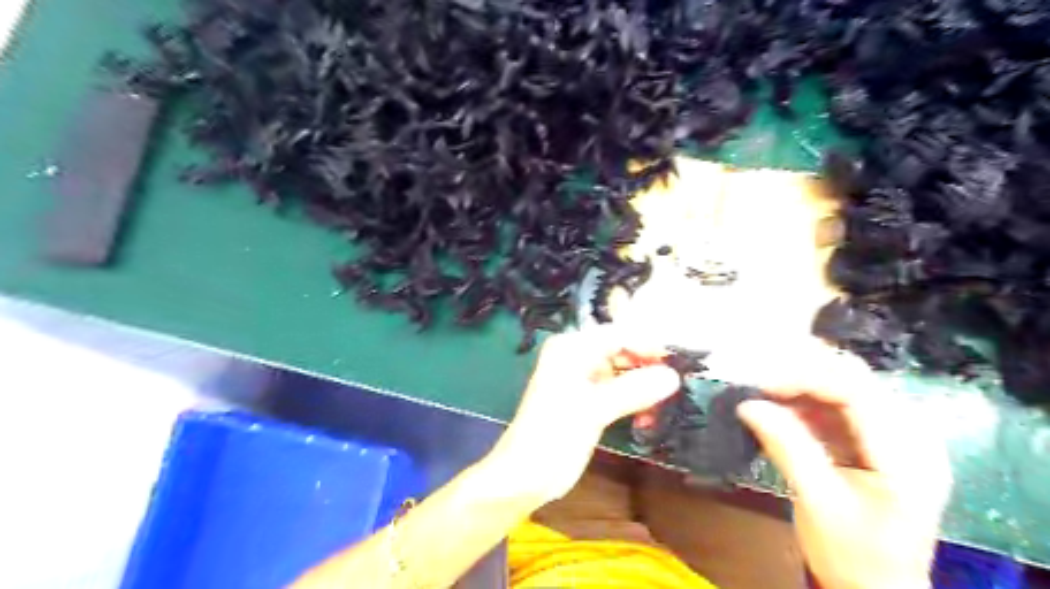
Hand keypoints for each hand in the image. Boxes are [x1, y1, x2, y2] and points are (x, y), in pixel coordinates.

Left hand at [490, 328, 681, 501]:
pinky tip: (646, 418)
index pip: (618, 335)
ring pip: (622, 372)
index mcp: (571, 348)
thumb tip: (674, 376)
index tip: (679, 362)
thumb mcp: (593, 410)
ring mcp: (581, 378)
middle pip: (622, 351)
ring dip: (643, 387)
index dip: (648, 346)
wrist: (524, 476)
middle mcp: (576, 356)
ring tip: (661, 407)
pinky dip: (633, 400)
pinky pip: (617, 390)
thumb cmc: (552, 436)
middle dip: (647, 367)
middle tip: (675, 387)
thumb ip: (633, 390)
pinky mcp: (587, 399)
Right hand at [737, 345, 953, 588]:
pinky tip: (779, 402)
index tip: (763, 385)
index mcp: (907, 456)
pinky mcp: (875, 438)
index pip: (858, 392)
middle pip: (855, 379)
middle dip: (803, 371)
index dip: (807, 378)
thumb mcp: (817, 503)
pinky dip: (805, 398)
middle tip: (759, 378)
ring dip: (801, 382)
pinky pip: (838, 403)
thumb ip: (787, 448)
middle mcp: (910, 435)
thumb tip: (747, 405)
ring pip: (845, 384)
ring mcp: (894, 435)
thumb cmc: (853, 555)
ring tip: (763, 387)